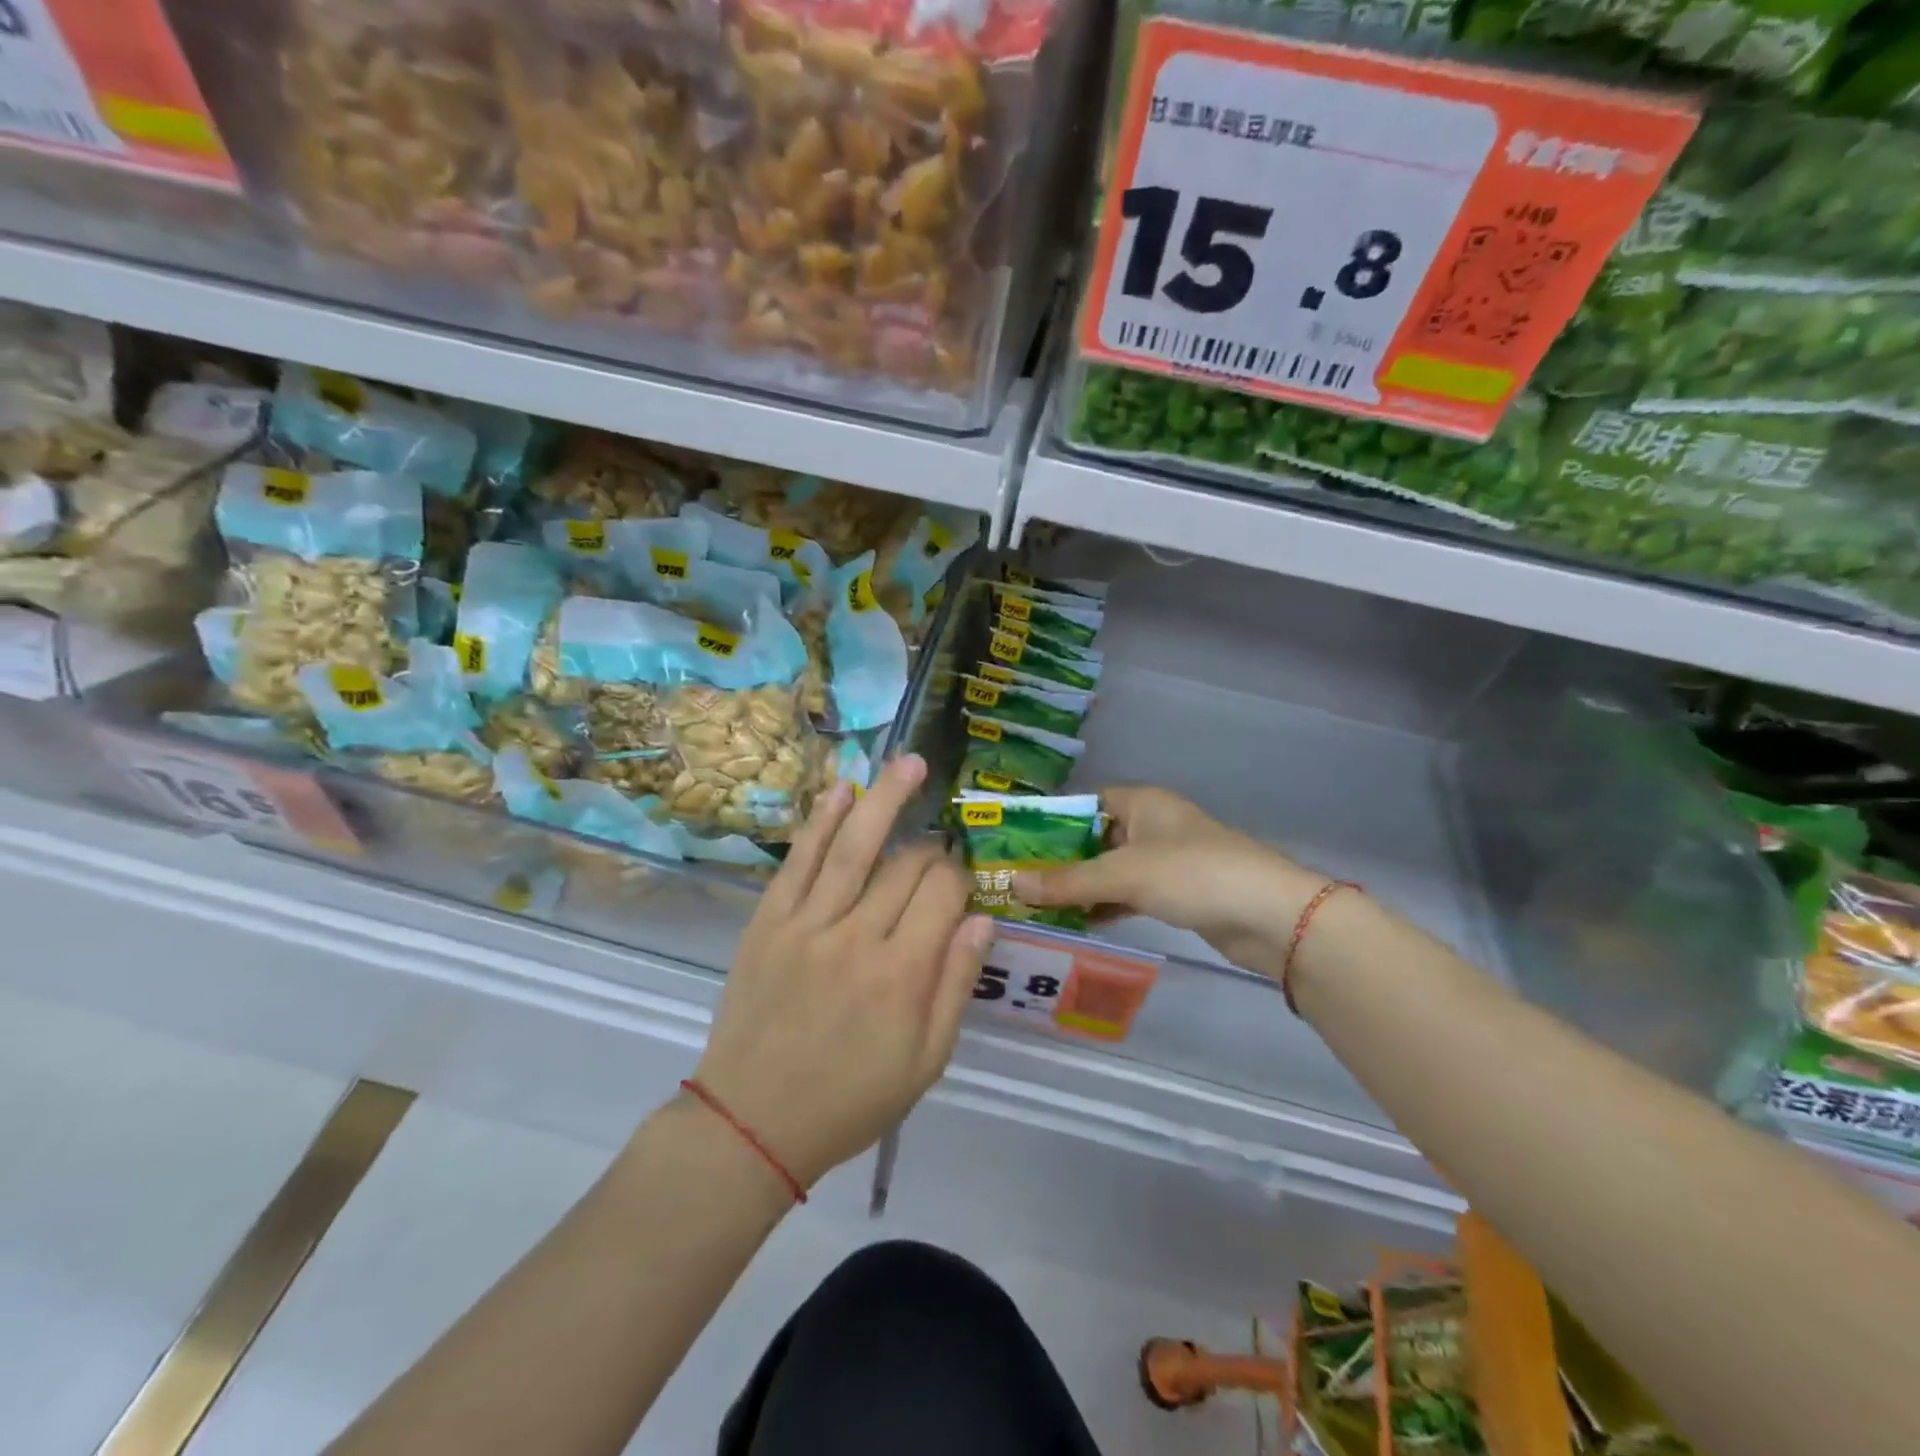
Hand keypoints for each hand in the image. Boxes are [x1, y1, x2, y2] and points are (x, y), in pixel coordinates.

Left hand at [692, 754, 995, 1189]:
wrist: (752, 1122)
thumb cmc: (850, 1100)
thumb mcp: (925, 1062)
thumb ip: (955, 986)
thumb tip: (981, 920)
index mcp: (903, 975)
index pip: (944, 894)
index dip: (960, 880)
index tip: (959, 890)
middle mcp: (858, 937)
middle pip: (906, 866)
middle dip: (930, 851)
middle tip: (935, 855)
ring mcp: (808, 923)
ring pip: (855, 845)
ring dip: (886, 798)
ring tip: (909, 762)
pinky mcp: (769, 920)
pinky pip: (800, 860)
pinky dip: (821, 820)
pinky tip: (842, 788)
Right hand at [1013, 785, 1328, 980]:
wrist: (1269, 915)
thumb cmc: (1193, 874)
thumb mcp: (1125, 874)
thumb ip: (1068, 881)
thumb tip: (1012, 885)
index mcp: (1142, 802)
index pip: (1085, 804)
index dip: (1051, 821)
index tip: (1015, 845)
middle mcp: (1152, 825)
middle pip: (1095, 838)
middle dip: (1061, 860)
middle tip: (1018, 881)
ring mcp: (1166, 861)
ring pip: (1112, 869)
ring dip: (1081, 886)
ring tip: (1037, 906)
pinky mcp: (1177, 893)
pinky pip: (1130, 894)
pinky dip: (1106, 905)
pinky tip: (1078, 923)